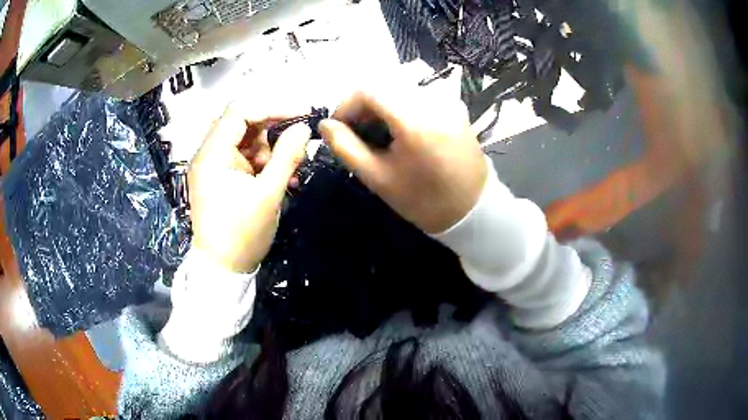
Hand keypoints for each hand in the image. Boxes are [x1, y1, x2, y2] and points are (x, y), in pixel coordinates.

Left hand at [188, 103, 310, 272]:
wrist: (222, 269)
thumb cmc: (242, 234)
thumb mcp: (268, 194)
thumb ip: (287, 156)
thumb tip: (304, 128)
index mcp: (212, 154)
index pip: (240, 111)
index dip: (272, 107)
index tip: (301, 114)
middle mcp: (207, 154)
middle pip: (241, 123)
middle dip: (273, 129)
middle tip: (298, 139)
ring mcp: (212, 166)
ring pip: (244, 140)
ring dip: (269, 148)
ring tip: (289, 168)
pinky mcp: (218, 177)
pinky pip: (242, 157)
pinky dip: (261, 162)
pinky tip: (278, 177)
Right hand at [319, 88, 486, 232]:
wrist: (473, 209)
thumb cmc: (424, 200)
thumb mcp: (378, 178)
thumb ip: (346, 147)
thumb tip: (325, 125)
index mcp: (415, 117)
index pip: (367, 89)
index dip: (345, 104)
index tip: (339, 128)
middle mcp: (433, 98)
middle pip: (383, 83)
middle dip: (362, 104)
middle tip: (358, 132)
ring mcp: (447, 99)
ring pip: (400, 86)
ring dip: (381, 103)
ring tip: (379, 132)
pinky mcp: (454, 104)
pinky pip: (418, 93)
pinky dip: (401, 104)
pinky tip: (401, 129)